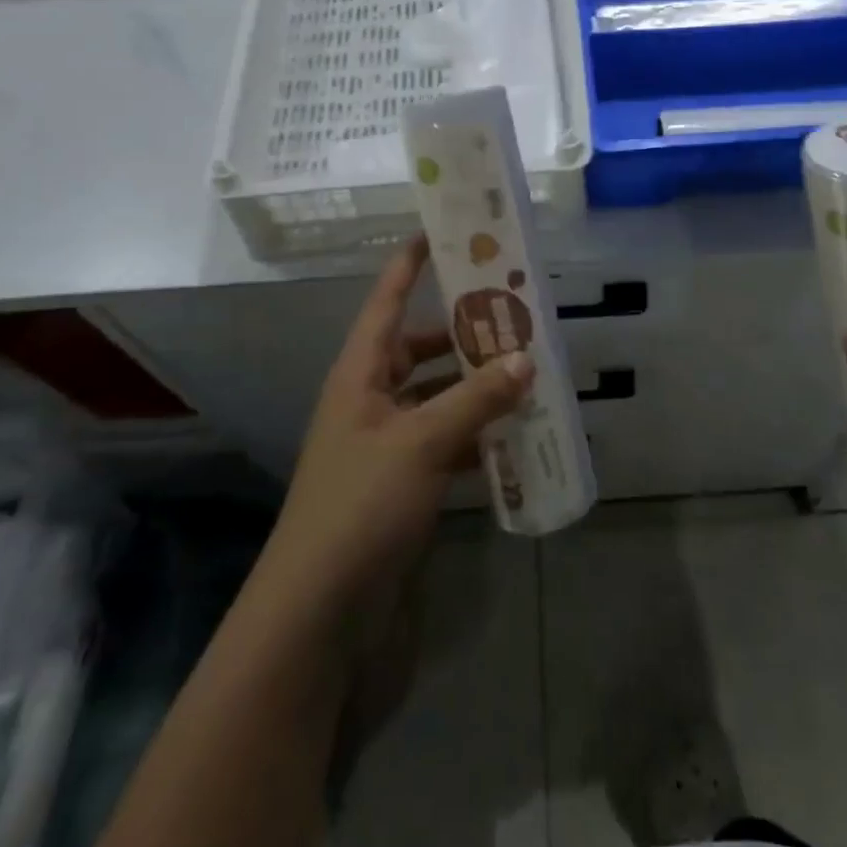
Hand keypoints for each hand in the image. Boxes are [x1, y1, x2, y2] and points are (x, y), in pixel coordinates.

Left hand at [259, 236, 534, 617]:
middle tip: (511, 313)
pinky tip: (514, 434)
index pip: (386, 303)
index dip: (408, 265)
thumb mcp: (421, 443)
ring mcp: (386, 446)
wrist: (320, 615)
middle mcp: (370, 401)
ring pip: (437, 398)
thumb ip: (475, 399)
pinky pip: (445, 443)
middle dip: (461, 332)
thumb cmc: (361, 506)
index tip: (437, 231)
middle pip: (419, 349)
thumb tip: (524, 357)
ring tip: (527, 369)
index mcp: (360, 375)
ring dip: (475, 387)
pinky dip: (475, 435)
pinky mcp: (402, 486)